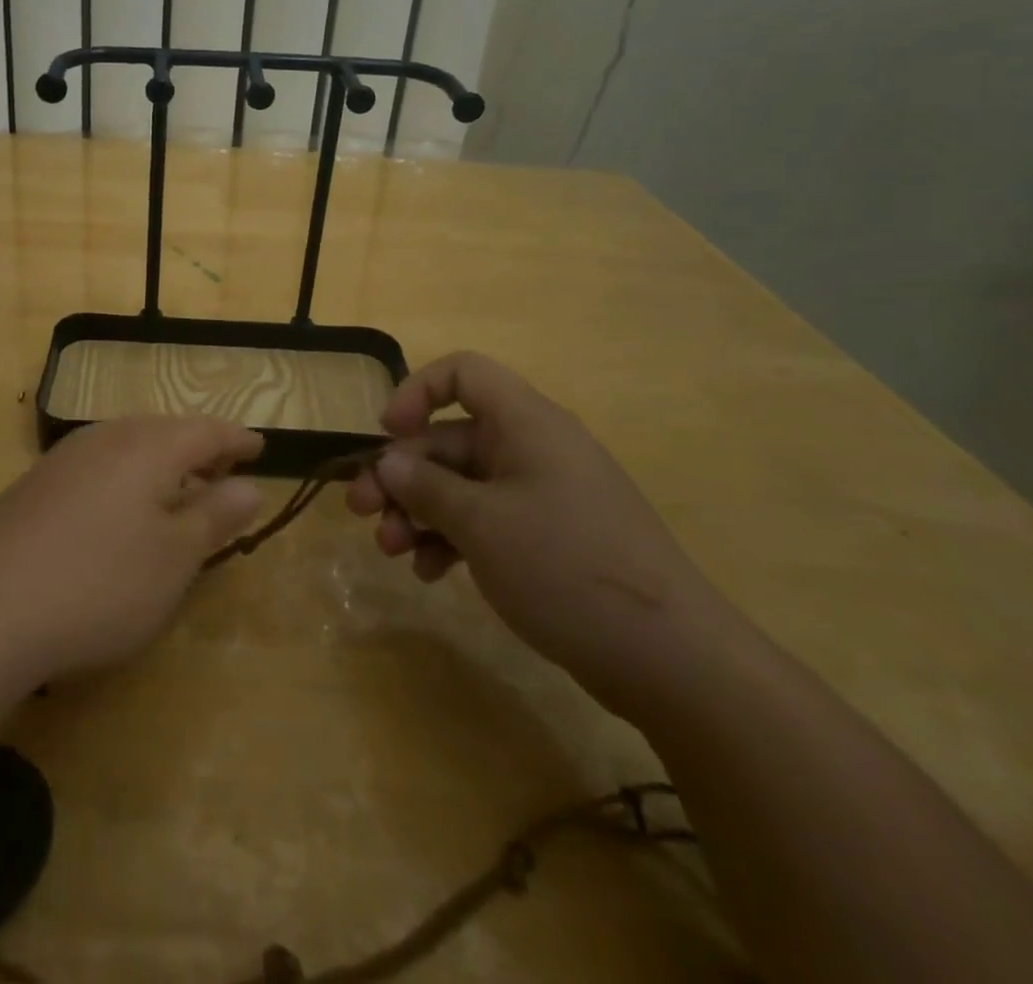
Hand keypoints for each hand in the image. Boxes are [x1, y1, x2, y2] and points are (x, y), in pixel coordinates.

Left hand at [0, 417, 264, 687]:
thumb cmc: (99, 584)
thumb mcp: (174, 558)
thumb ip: (215, 516)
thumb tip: (250, 485)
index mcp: (148, 446)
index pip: (206, 431)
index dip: (237, 440)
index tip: (261, 447)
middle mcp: (105, 438)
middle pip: (164, 431)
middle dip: (198, 449)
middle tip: (223, 471)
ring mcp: (63, 459)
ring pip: (127, 446)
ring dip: (160, 463)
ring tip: (177, 490)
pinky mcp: (33, 486)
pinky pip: (97, 467)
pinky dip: (125, 479)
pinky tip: (120, 512)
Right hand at [347, 352, 738, 712]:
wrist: (671, 659)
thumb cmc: (566, 567)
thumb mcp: (481, 523)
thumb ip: (425, 486)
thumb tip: (388, 460)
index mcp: (525, 424)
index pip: (463, 373)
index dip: (417, 392)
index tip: (385, 435)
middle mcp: (533, 449)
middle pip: (450, 439)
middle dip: (402, 474)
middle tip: (361, 511)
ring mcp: (542, 496)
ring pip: (462, 485)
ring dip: (419, 512)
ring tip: (392, 550)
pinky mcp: (548, 539)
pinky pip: (485, 521)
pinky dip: (452, 539)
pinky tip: (431, 573)